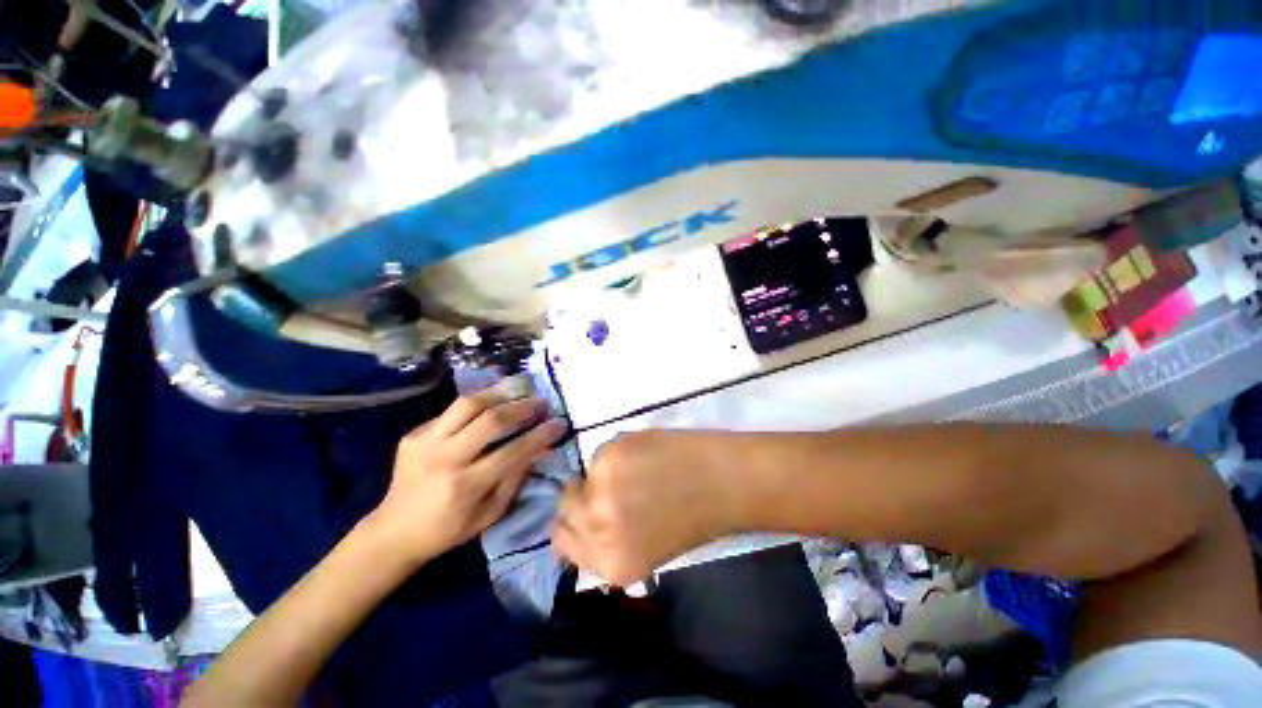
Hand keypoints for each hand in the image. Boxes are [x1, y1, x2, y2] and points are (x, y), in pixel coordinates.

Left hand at [367, 395, 567, 563]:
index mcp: (465, 486)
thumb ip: (515, 480)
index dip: (540, 435)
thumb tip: (538, 450)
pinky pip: (451, 410)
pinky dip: (477, 404)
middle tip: (541, 403)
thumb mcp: (489, 515)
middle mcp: (445, 459)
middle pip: (491, 420)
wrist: (393, 531)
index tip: (559, 423)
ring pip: (468, 404)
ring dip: (499, 395)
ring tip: (518, 394)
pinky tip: (490, 404)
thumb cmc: (447, 530)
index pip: (513, 451)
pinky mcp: (413, 434)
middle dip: (523, 407)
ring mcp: (425, 443)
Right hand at [552, 431, 742, 585]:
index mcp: (610, 563)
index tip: (582, 511)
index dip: (571, 524)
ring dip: (602, 474)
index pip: (562, 542)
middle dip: (580, 497)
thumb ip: (609, 544)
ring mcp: (601, 489)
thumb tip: (585, 525)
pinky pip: (600, 452)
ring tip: (636, 471)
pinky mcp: (610, 454)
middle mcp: (597, 528)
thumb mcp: (647, 552)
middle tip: (604, 486)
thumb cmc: (694, 520)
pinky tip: (643, 456)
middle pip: (564, 508)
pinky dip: (616, 454)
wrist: (724, 481)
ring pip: (584, 475)